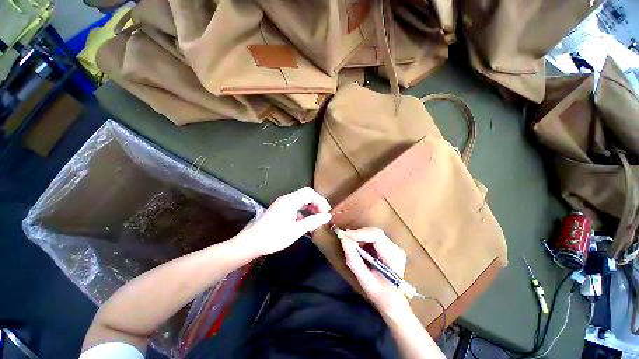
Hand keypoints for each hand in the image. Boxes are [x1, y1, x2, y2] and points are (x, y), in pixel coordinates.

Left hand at [237, 187, 331, 256]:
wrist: (251, 243)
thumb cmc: (273, 236)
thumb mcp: (296, 230)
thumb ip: (313, 221)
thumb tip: (328, 216)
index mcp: (290, 200)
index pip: (309, 192)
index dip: (320, 201)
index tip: (325, 213)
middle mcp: (287, 199)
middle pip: (306, 196)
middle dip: (316, 205)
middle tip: (322, 217)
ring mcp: (283, 204)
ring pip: (301, 202)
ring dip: (310, 209)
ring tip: (316, 221)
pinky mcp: (280, 210)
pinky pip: (295, 207)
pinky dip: (303, 213)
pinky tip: (305, 223)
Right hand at [341, 228, 411, 317]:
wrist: (394, 303)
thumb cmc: (380, 295)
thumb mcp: (364, 279)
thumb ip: (353, 259)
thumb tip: (343, 240)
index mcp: (393, 258)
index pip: (377, 236)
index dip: (359, 233)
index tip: (344, 236)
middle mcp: (396, 249)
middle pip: (375, 232)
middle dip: (358, 234)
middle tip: (345, 238)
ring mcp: (395, 247)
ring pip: (374, 233)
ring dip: (360, 236)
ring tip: (350, 242)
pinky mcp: (390, 248)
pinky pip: (375, 238)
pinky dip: (364, 239)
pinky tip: (358, 246)